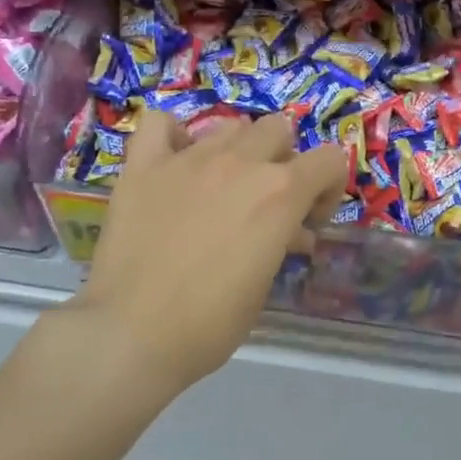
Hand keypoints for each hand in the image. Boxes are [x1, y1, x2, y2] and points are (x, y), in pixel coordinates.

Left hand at [66, 111, 347, 394]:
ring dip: (237, 150)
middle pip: (278, 129)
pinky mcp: (143, 166)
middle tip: (267, 202)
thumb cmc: (210, 323)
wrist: (131, 336)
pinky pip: (160, 124)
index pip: (329, 160)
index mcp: (281, 192)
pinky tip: (174, 162)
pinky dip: (173, 136)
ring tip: (222, 187)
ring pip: (230, 126)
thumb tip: (292, 233)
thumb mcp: (264, 285)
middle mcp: (240, 162)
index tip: (310, 221)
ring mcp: (188, 159)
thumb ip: (282, 242)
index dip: (328, 189)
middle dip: (283, 161)